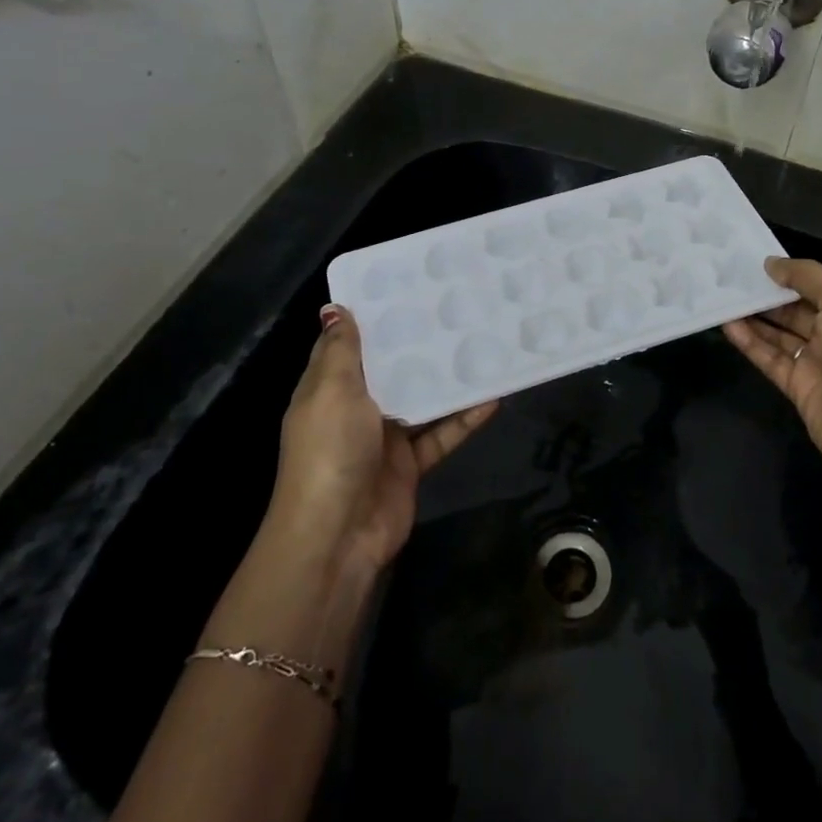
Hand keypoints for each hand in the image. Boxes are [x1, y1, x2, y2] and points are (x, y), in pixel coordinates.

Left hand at [264, 307, 497, 577]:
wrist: (337, 536)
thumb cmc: (330, 451)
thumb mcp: (332, 391)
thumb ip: (341, 350)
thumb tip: (335, 307)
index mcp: (328, 389)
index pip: (349, 345)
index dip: (373, 316)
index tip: (406, 285)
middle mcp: (356, 409)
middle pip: (390, 370)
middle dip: (418, 343)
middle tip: (457, 307)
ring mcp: (384, 438)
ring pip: (421, 400)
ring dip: (447, 380)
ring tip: (483, 345)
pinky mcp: (410, 464)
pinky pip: (441, 434)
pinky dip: (464, 420)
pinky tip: (493, 398)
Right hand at [723, 258, 821, 489]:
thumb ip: (807, 276)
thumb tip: (770, 263)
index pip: (815, 284)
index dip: (785, 272)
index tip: (750, 259)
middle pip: (794, 309)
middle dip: (764, 294)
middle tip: (726, 276)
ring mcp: (818, 363)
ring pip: (779, 334)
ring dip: (752, 317)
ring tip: (720, 297)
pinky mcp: (799, 389)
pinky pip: (770, 360)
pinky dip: (750, 343)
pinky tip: (727, 325)